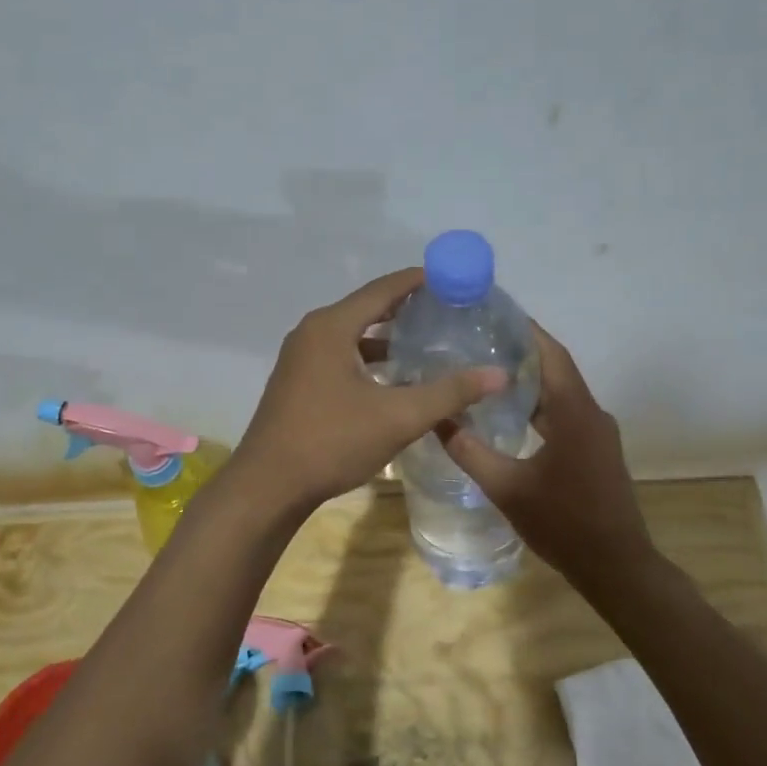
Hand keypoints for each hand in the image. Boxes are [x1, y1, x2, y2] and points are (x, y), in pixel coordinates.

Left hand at [233, 269, 506, 512]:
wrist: (268, 487)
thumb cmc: (331, 442)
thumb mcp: (398, 417)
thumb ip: (449, 393)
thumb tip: (499, 375)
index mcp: (331, 327)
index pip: (382, 289)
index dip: (418, 281)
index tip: (453, 278)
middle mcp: (312, 333)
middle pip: (366, 309)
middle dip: (406, 308)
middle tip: (448, 311)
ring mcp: (300, 359)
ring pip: (352, 336)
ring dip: (387, 338)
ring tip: (427, 344)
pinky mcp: (298, 383)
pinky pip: (340, 357)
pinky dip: (369, 360)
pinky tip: (393, 380)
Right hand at [438, 322, 652, 589]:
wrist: (616, 566)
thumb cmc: (563, 523)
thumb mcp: (506, 488)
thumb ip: (470, 451)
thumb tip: (437, 419)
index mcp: (574, 412)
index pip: (550, 354)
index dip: (524, 329)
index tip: (492, 312)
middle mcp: (591, 413)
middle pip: (554, 368)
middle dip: (519, 351)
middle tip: (477, 340)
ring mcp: (597, 432)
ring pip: (560, 393)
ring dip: (529, 380)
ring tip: (486, 370)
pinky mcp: (596, 450)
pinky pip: (565, 413)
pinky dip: (538, 405)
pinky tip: (510, 414)